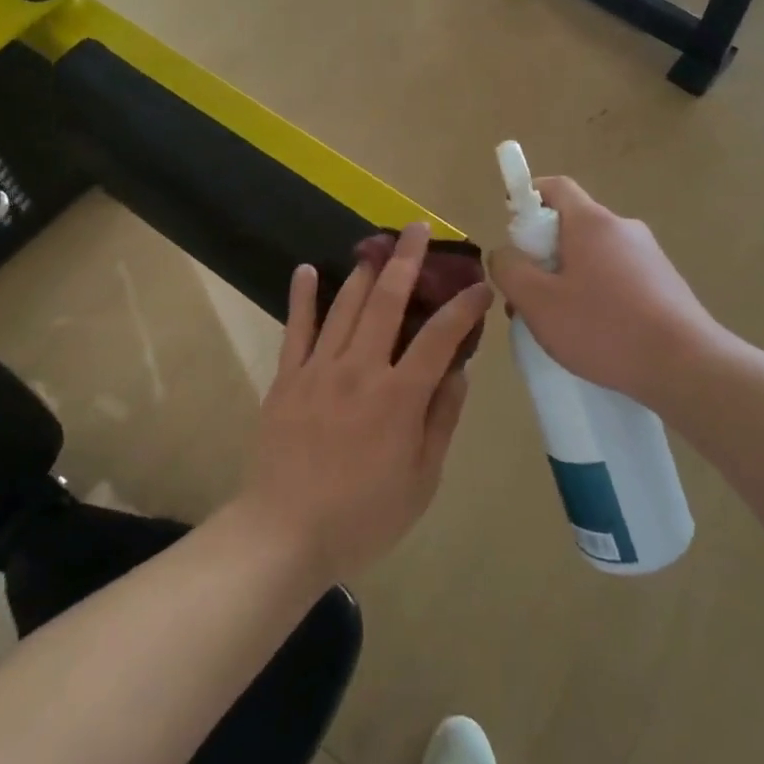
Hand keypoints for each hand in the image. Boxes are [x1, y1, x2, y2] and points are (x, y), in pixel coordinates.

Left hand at [238, 224, 492, 584]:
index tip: (480, 286)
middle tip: (417, 229)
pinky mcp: (287, 378)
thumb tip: (458, 371)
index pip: (439, 337)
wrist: (283, 534)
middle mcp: (360, 370)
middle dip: (407, 261)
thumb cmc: (362, 516)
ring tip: (378, 243)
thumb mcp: (422, 480)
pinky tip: (308, 270)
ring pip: (346, 306)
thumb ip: (441, 420)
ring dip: (365, 270)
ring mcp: (319, 369)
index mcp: (399, 397)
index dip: (463, 308)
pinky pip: (296, 328)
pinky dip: (303, 297)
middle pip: (387, 302)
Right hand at [487, 177, 726, 404]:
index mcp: (592, 222)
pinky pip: (617, 277)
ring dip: (568, 279)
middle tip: (528, 294)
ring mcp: (649, 256)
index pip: (555, 187)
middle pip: (572, 225)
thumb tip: (504, 253)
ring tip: (558, 324)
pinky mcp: (665, 284)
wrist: (687, 366)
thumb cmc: (604, 328)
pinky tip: (595, 334)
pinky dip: (597, 294)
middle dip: (543, 254)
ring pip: (593, 255)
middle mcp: (623, 228)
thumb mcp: (538, 302)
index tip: (513, 234)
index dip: (527, 199)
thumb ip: (510, 270)